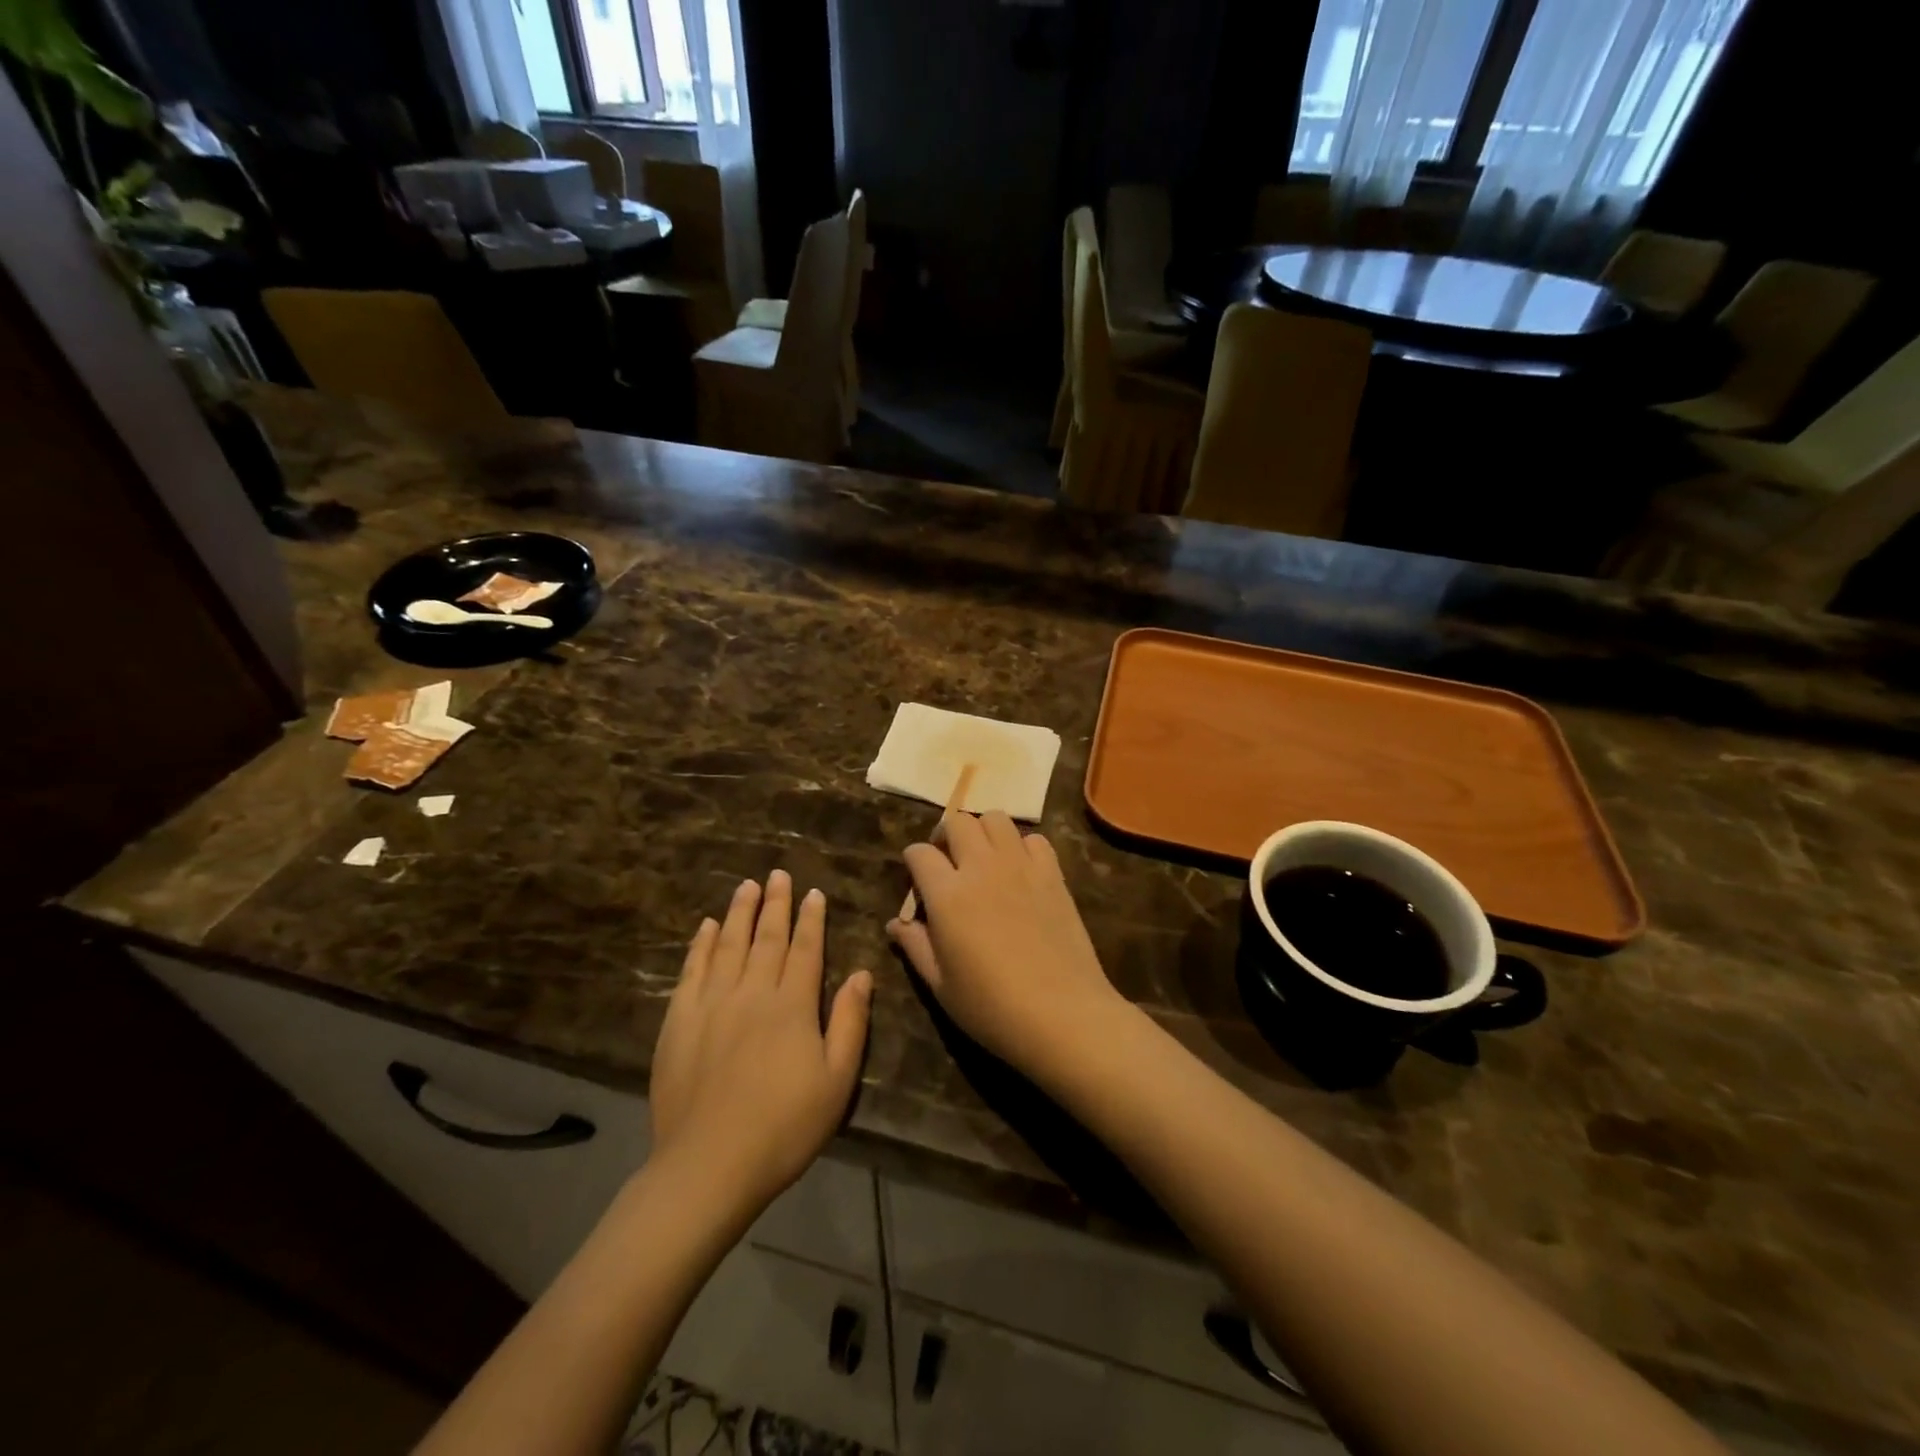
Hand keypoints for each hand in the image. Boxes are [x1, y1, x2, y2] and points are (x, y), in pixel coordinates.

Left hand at [650, 872, 872, 1215]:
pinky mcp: (678, 1021)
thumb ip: (849, 1023)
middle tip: (777, 873)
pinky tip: (707, 927)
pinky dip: (701, 944)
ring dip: (740, 912)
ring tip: (746, 885)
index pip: (806, 949)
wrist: (708, 1166)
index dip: (811, 918)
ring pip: (729, 945)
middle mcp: (752, 992)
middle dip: (775, 903)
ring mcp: (711, 1004)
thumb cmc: (783, 1128)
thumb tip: (862, 974)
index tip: (813, 892)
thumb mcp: (836, 1081)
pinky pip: (692, 970)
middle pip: (767, 937)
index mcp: (792, 1005)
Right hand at [888, 812, 1125, 1074]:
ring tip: (984, 859)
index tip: (918, 882)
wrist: (1062, 1014)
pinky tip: (1020, 872)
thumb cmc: (992, 1007)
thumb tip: (895, 923)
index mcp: (948, 894)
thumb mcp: (940, 985)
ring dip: (983, 832)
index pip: (919, 852)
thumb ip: (915, 946)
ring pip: (996, 818)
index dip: (913, 862)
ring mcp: (1021, 866)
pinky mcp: (1052, 873)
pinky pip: (1034, 839)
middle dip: (946, 835)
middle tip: (949, 862)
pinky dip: (1022, 846)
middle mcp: (982, 867)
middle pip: (957, 821)